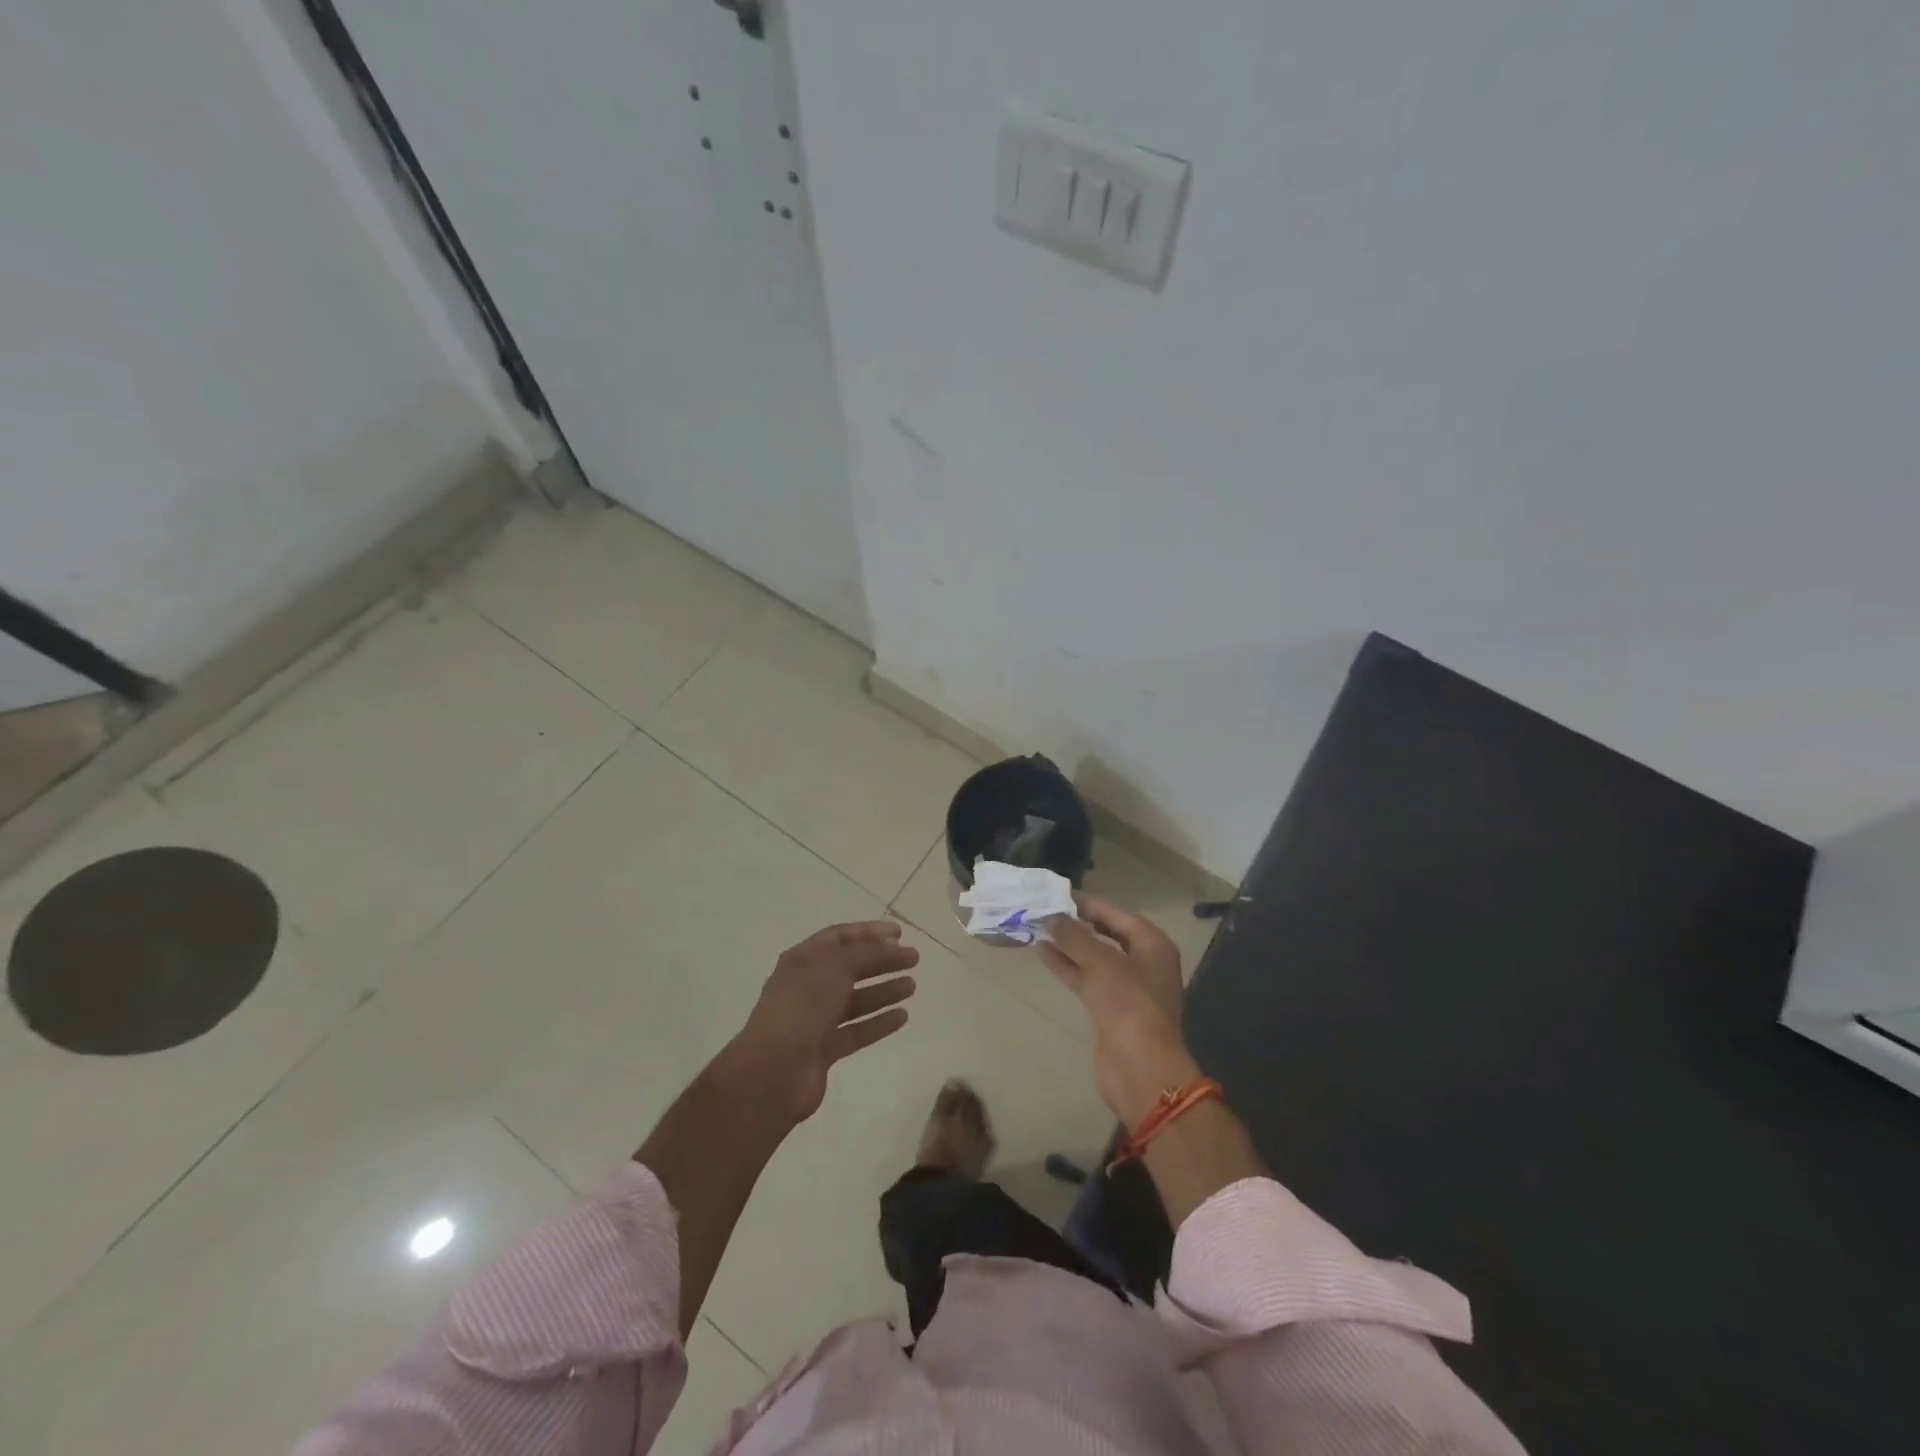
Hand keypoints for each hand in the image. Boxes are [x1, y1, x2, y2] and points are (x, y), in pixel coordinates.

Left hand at [723, 920, 919, 1126]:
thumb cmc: (802, 1006)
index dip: (869, 932)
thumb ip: (867, 953)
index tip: (900, 933)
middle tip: (914, 959)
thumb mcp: (836, 967)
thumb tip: (892, 947)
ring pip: (855, 1000)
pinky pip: (856, 1030)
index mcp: (802, 960)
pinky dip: (878, 1023)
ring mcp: (814, 1019)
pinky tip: (902, 1017)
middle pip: (850, 968)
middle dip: (882, 961)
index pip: (839, 937)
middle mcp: (807, 986)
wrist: (774, 1070)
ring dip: (883, 991)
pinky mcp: (823, 1049)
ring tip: (912, 986)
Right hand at [1038, 895, 1200, 1124]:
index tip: (1060, 894)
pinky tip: (1044, 954)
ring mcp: (1127, 988)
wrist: (1141, 1069)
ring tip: (1040, 929)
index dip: (1090, 904)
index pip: (1118, 915)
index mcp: (1153, 946)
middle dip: (1079, 924)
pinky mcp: (1110, 1009)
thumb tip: (1050, 917)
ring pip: (1094, 958)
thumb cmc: (1128, 1005)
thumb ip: (1074, 936)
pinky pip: (1087, 979)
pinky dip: (1068, 966)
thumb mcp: (1101, 963)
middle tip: (1048, 909)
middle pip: (1107, 935)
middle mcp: (1143, 963)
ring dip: (1069, 945)